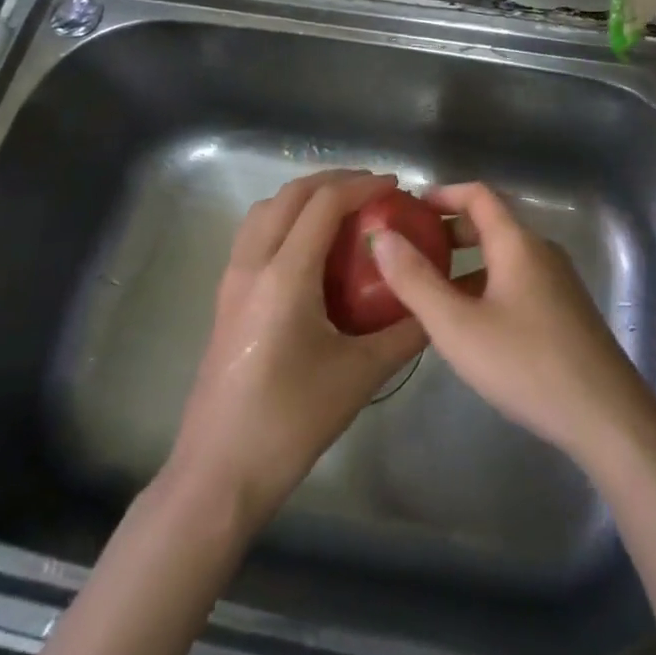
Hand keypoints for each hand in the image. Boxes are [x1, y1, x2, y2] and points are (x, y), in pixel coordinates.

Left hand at [167, 171, 428, 522]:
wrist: (218, 473)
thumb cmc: (291, 422)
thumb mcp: (360, 376)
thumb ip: (405, 333)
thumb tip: (437, 304)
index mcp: (285, 276)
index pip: (324, 204)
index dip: (363, 185)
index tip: (396, 186)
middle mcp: (252, 264)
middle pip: (291, 195)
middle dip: (335, 181)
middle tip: (374, 190)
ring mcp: (232, 279)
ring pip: (266, 210)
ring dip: (305, 196)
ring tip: (344, 210)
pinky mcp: (225, 297)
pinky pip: (255, 234)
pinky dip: (286, 219)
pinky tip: (312, 248)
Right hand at [370, 182, 655, 470]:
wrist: (606, 416)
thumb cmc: (526, 363)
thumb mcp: (457, 325)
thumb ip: (415, 280)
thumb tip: (383, 236)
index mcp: (517, 243)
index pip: (478, 194)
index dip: (442, 194)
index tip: (408, 208)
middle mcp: (541, 252)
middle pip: (491, 224)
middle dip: (449, 231)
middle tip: (411, 250)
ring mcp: (559, 282)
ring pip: (504, 256)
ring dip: (467, 263)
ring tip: (431, 289)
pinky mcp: (566, 311)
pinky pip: (518, 281)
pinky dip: (487, 284)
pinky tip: (471, 323)